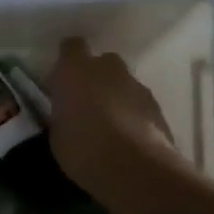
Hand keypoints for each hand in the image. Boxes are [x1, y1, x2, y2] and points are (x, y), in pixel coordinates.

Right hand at [47, 38, 191, 213]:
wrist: (134, 167)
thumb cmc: (81, 148)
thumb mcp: (56, 133)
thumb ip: (62, 114)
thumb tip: (67, 114)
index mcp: (74, 70)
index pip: (71, 47)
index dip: (67, 59)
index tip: (62, 79)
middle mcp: (107, 69)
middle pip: (102, 62)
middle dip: (95, 77)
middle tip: (85, 102)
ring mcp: (136, 85)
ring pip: (123, 83)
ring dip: (115, 96)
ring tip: (108, 126)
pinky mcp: (157, 106)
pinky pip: (138, 103)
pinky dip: (133, 114)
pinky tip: (127, 138)